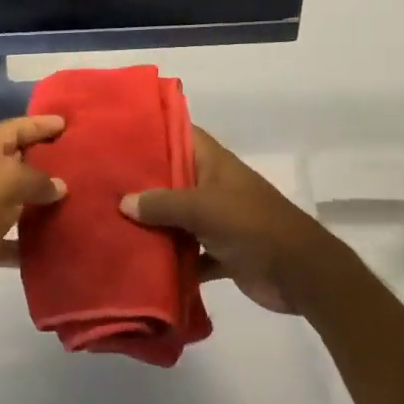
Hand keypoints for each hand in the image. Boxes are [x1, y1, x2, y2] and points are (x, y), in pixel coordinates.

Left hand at [0, 116, 66, 313]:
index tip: (68, 123)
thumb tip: (60, 186)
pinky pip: (17, 237)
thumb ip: (38, 179)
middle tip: (83, 159)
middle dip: (48, 160)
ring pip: (21, 200)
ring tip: (80, 198)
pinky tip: (61, 240)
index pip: (16, 128)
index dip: (41, 124)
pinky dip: (35, 240)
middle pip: (20, 162)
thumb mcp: (7, 180)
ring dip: (45, 201)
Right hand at [122, 128, 339, 314]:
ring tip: (111, 222)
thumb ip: (163, 204)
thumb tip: (123, 202)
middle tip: (102, 181)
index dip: (154, 129)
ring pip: (179, 217)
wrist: (301, 274)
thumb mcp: (203, 208)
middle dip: (143, 182)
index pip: (181, 134)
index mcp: (214, 163)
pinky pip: (191, 253)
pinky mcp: (223, 252)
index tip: (119, 132)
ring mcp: (219, 220)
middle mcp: (214, 186)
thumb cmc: (253, 225)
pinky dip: (173, 260)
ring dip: (154, 224)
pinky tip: (143, 265)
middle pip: (174, 178)